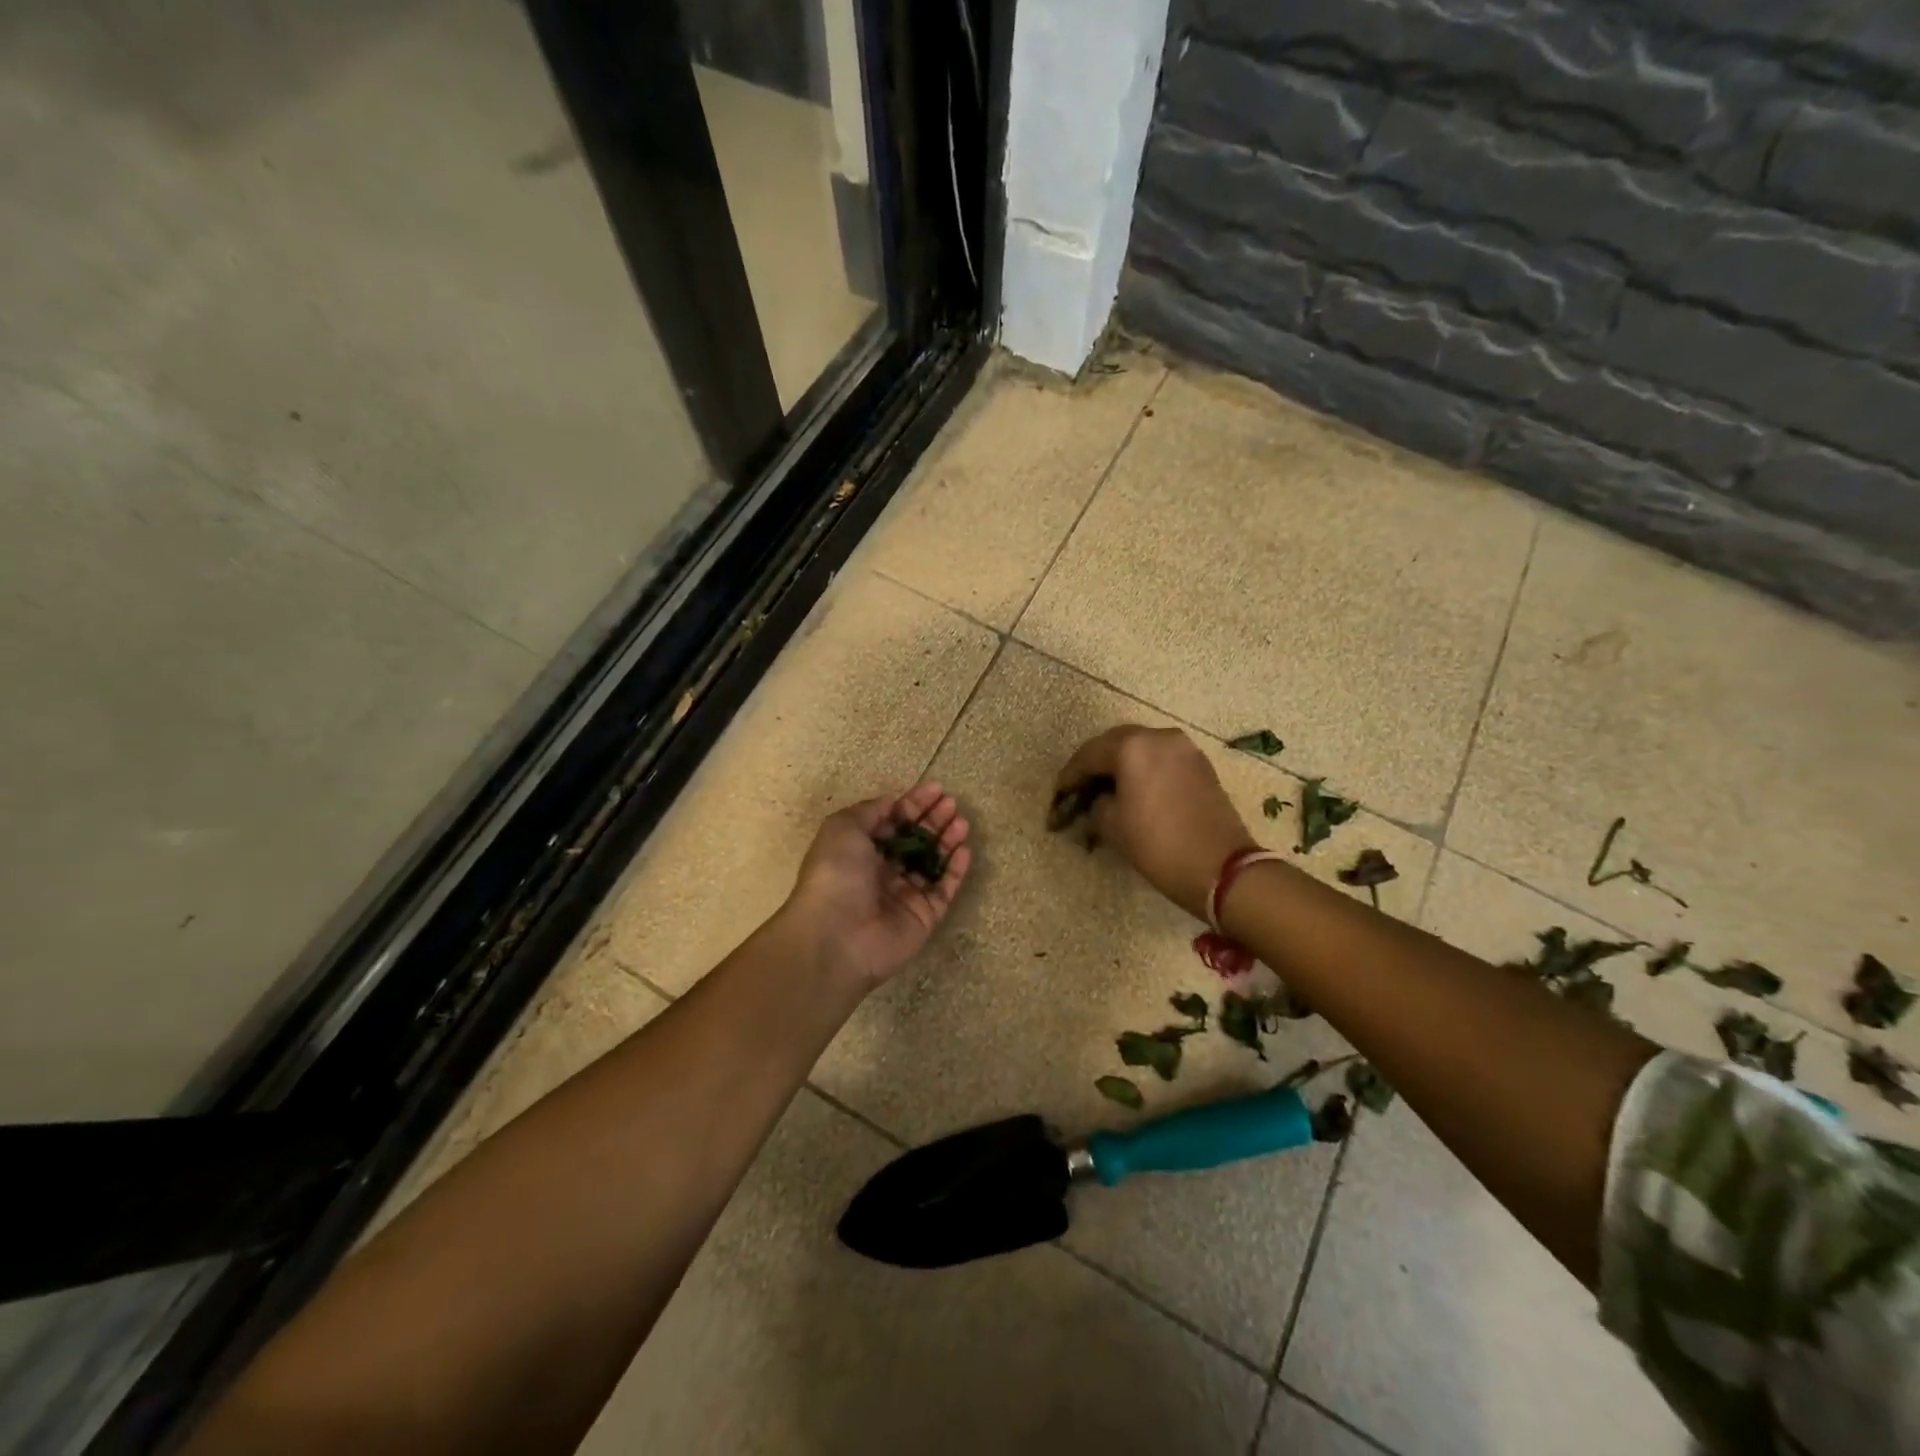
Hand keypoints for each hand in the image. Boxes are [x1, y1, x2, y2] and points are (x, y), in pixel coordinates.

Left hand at [784, 782, 971, 988]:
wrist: (837, 936)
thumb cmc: (836, 874)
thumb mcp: (843, 828)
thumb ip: (871, 811)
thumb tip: (893, 802)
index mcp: (859, 850)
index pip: (892, 822)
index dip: (913, 804)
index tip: (936, 789)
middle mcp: (882, 871)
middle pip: (914, 840)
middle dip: (933, 820)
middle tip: (952, 804)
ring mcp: (904, 894)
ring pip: (932, 862)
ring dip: (947, 841)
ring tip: (961, 822)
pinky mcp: (924, 916)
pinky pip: (944, 889)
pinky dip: (955, 870)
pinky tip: (964, 850)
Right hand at [1055, 726, 1255, 919]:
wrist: (1222, 869)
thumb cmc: (1158, 845)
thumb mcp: (1113, 826)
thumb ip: (1096, 804)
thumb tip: (1098, 800)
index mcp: (1132, 747)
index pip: (1088, 756)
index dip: (1069, 778)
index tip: (1057, 797)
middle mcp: (1159, 737)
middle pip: (1114, 744)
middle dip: (1093, 766)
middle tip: (1078, 791)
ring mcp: (1184, 748)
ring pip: (1140, 749)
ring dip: (1119, 766)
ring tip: (1104, 792)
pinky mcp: (1200, 764)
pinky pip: (1161, 759)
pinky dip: (1142, 770)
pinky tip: (1133, 791)